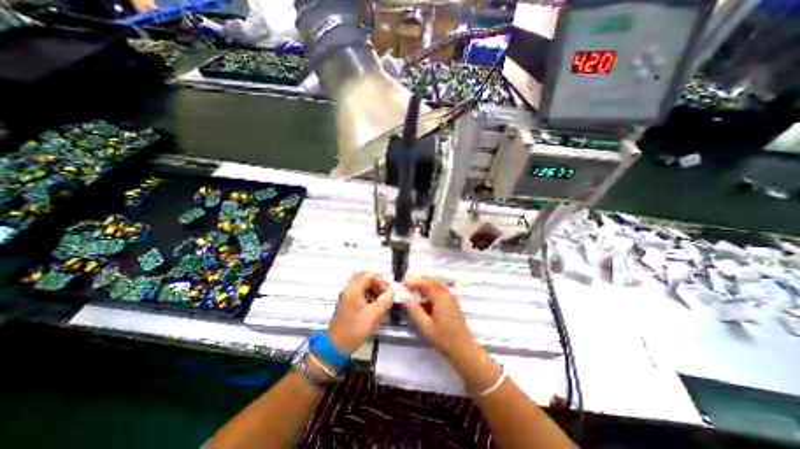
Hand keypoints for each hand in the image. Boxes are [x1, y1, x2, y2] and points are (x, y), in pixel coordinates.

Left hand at [327, 272, 394, 356]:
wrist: (336, 347)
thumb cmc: (353, 330)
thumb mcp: (372, 315)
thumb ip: (384, 301)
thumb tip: (392, 293)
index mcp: (353, 289)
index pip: (370, 275)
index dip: (381, 282)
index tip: (387, 294)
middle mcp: (349, 289)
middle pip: (364, 276)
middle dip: (377, 282)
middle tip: (384, 292)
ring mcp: (347, 296)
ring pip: (362, 284)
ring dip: (373, 289)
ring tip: (381, 300)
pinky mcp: (347, 303)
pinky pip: (359, 292)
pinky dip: (368, 295)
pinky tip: (374, 306)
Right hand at [397, 277, 477, 361]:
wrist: (464, 351)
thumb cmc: (444, 339)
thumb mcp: (425, 325)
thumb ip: (413, 308)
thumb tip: (402, 295)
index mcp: (441, 296)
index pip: (424, 282)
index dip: (411, 282)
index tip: (400, 286)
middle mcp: (446, 293)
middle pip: (429, 282)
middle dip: (416, 284)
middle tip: (403, 290)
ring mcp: (450, 298)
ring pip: (433, 288)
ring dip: (421, 291)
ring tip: (410, 299)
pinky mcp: (451, 304)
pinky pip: (437, 295)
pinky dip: (428, 298)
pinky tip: (421, 307)